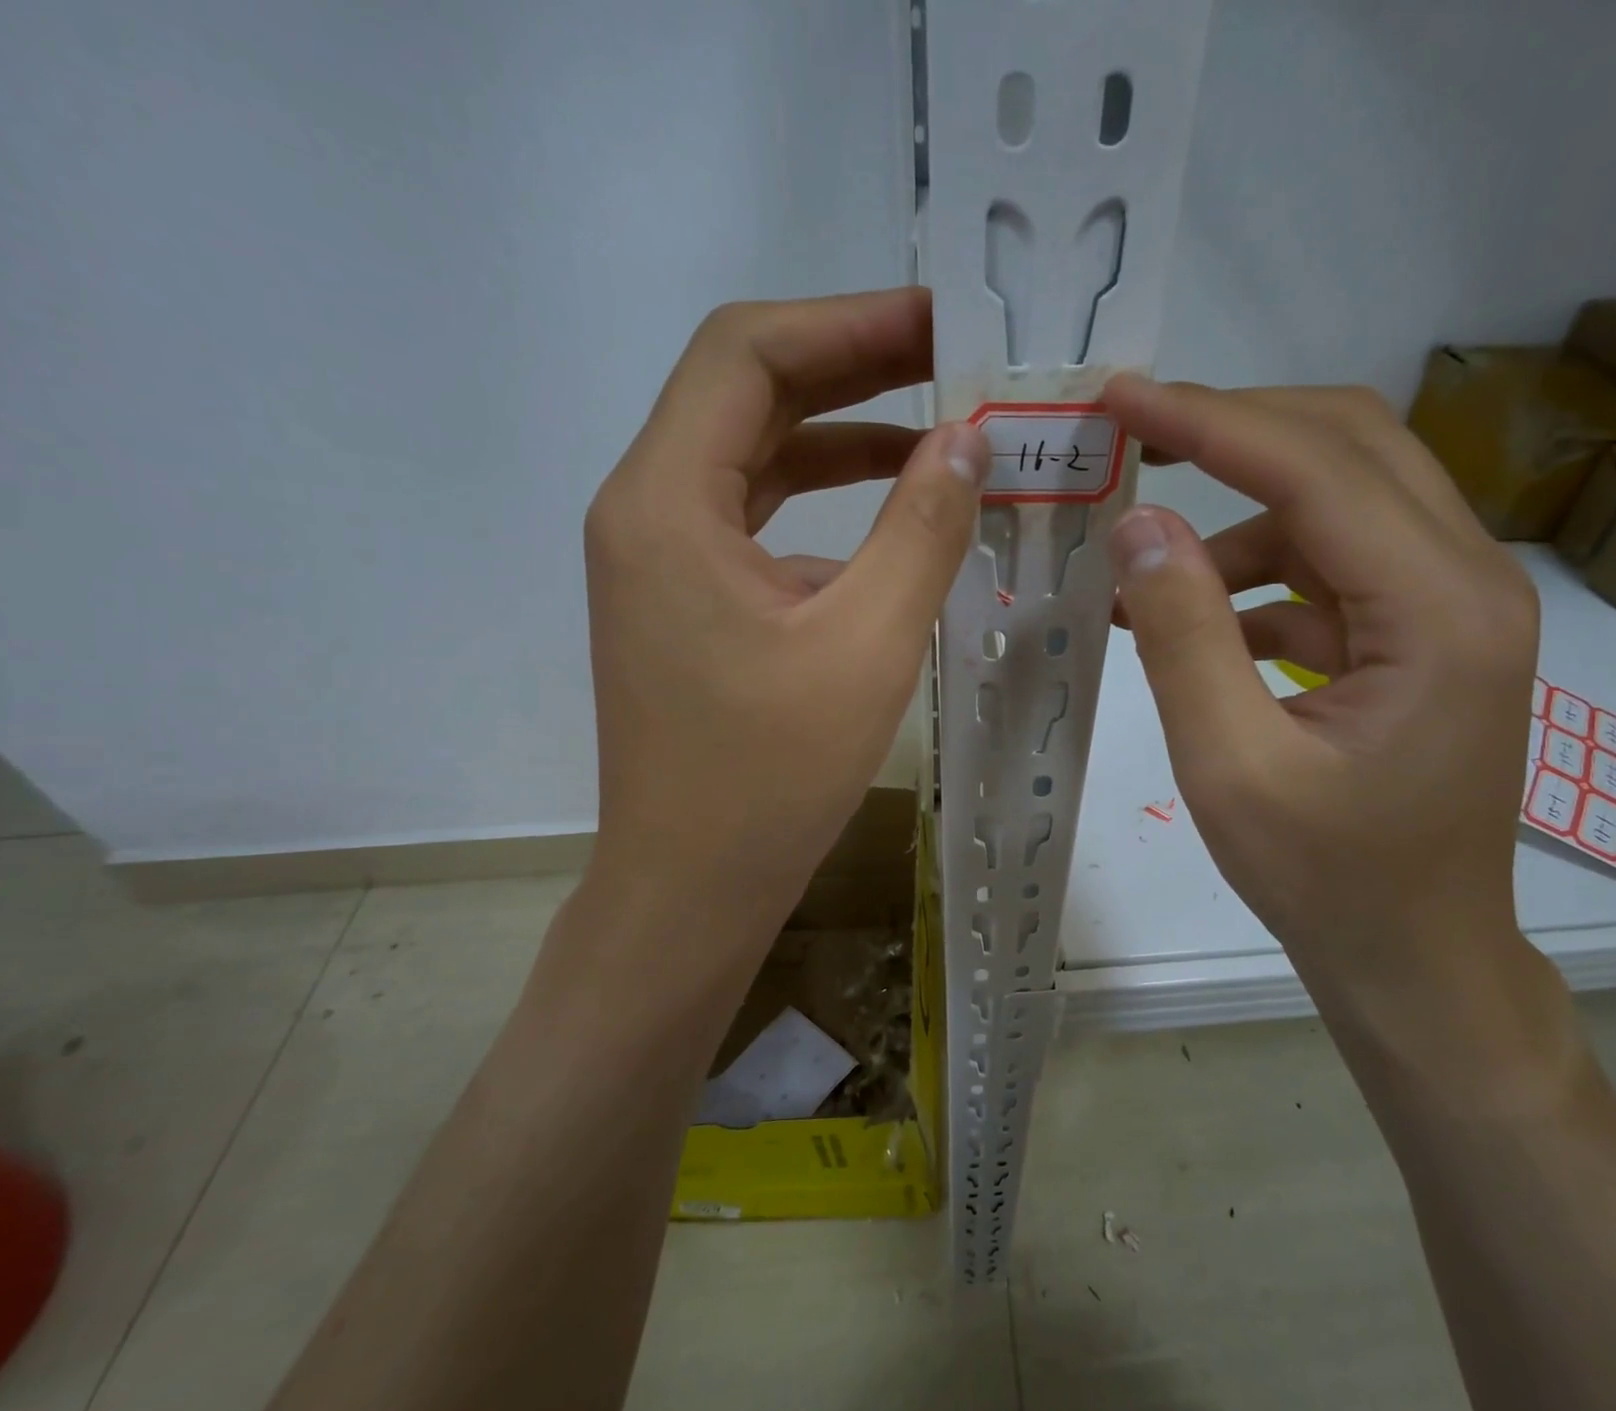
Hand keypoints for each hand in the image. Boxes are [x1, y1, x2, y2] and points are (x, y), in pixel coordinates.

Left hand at [577, 288, 987, 978]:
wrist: (692, 885)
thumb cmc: (770, 778)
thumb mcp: (866, 645)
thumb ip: (922, 528)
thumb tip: (968, 439)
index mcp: (666, 502)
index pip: (746, 352)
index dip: (847, 320)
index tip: (941, 318)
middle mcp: (647, 510)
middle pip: (748, 393)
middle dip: (853, 366)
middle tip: (956, 357)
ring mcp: (662, 558)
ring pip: (756, 457)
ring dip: (844, 433)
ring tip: (941, 425)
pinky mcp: (688, 600)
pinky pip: (758, 519)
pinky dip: (826, 503)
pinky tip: (895, 516)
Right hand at [1102, 379, 1539, 1017]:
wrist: (1413, 956)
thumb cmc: (1327, 880)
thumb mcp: (1230, 767)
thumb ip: (1182, 638)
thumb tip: (1136, 525)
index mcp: (1438, 611)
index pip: (1317, 467)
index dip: (1208, 421)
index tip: (1119, 397)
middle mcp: (1466, 581)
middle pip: (1348, 448)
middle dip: (1230, 430)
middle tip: (1130, 436)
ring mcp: (1446, 606)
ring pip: (1337, 502)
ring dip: (1233, 515)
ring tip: (1139, 564)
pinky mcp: (1416, 635)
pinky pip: (1328, 567)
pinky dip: (1252, 575)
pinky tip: (1185, 621)